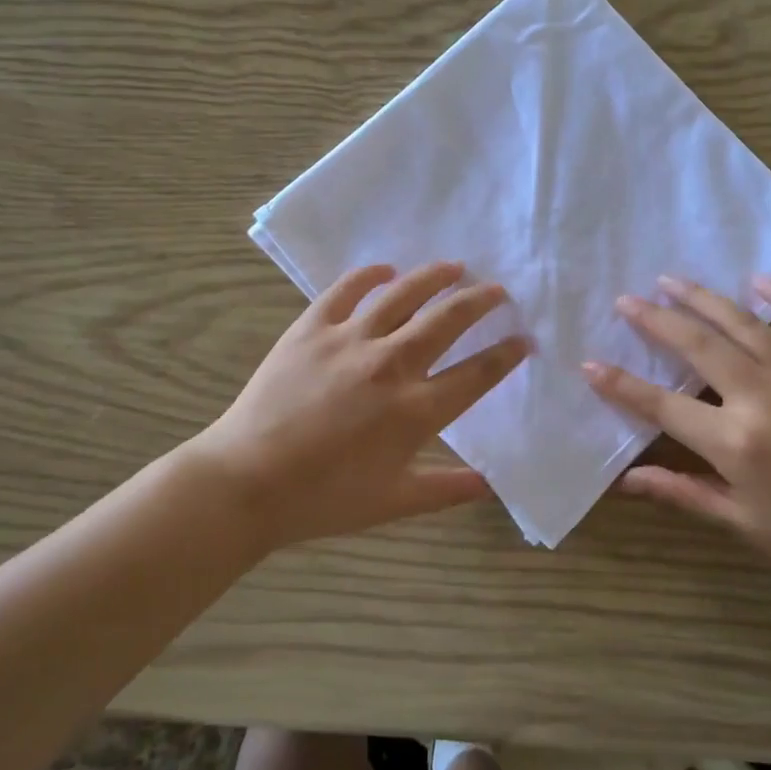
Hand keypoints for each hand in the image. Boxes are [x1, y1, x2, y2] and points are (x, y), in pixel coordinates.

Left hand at [195, 261, 528, 553]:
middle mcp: (391, 365)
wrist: (247, 482)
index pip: (477, 373)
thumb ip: (448, 490)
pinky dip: (369, 275)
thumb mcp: (394, 503)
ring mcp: (349, 340)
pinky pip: (346, 290)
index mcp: (416, 411)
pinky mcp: (311, 328)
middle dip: (480, 302)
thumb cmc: (324, 499)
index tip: (524, 339)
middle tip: (498, 290)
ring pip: (403, 294)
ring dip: (434, 277)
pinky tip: (385, 269)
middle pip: (448, 321)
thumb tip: (492, 485)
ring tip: (455, 266)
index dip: (506, 354)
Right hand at [582, 275, 770, 596]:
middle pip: (699, 346)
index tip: (589, 363)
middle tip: (626, 300)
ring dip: (704, 298)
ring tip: (672, 280)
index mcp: (734, 441)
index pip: (662, 405)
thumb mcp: (738, 521)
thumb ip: (680, 491)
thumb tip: (625, 480)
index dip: (621, 384)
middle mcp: (763, 399)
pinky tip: (759, 280)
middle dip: (656, 320)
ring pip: (745, 326)